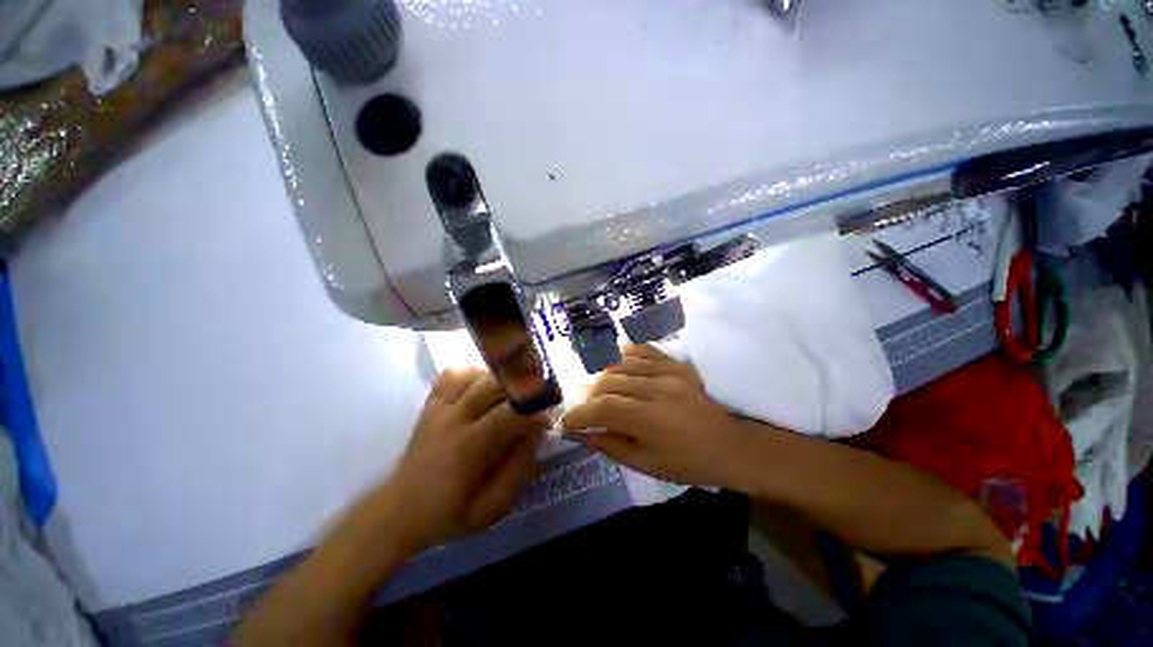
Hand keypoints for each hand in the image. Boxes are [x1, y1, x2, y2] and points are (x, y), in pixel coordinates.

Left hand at [384, 367, 548, 550]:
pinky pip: (454, 373)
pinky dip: (473, 372)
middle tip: (535, 397)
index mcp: (469, 446)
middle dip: (521, 386)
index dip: (535, 409)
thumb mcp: (493, 506)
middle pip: (494, 383)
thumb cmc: (450, 514)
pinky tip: (483, 386)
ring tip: (512, 393)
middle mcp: (453, 418)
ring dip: (499, 378)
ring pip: (476, 372)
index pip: (511, 412)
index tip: (547, 415)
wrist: (399, 511)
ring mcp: (439, 407)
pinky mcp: (431, 403)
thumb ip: (520, 467)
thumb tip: (538, 429)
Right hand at [560, 344, 750, 486]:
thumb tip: (580, 433)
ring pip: (622, 364)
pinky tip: (619, 363)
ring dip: (605, 377)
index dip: (579, 414)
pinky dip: (626, 354)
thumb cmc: (687, 464)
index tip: (566, 422)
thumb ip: (610, 445)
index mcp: (650, 419)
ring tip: (602, 391)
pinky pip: (644, 350)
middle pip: (609, 382)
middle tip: (588, 411)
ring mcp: (668, 372)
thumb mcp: (645, 465)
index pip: (603, 408)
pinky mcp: (676, 365)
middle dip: (591, 397)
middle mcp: (657, 389)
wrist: (729, 446)